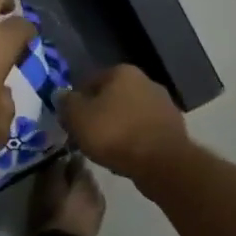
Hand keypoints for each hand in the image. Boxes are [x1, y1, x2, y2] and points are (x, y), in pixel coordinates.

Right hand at [59, 65, 189, 181]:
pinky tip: (126, 156)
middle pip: (112, 98)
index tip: (71, 122)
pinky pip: (144, 131)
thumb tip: (61, 95)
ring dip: (118, 128)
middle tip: (86, 136)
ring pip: (129, 115)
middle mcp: (146, 81)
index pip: (90, 82)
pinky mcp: (173, 127)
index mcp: (122, 72)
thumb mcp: (78, 118)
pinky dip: (134, 140)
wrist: (161, 163)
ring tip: (105, 150)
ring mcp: (163, 104)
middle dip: (99, 114)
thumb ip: (66, 103)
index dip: (77, 103)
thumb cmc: (114, 134)